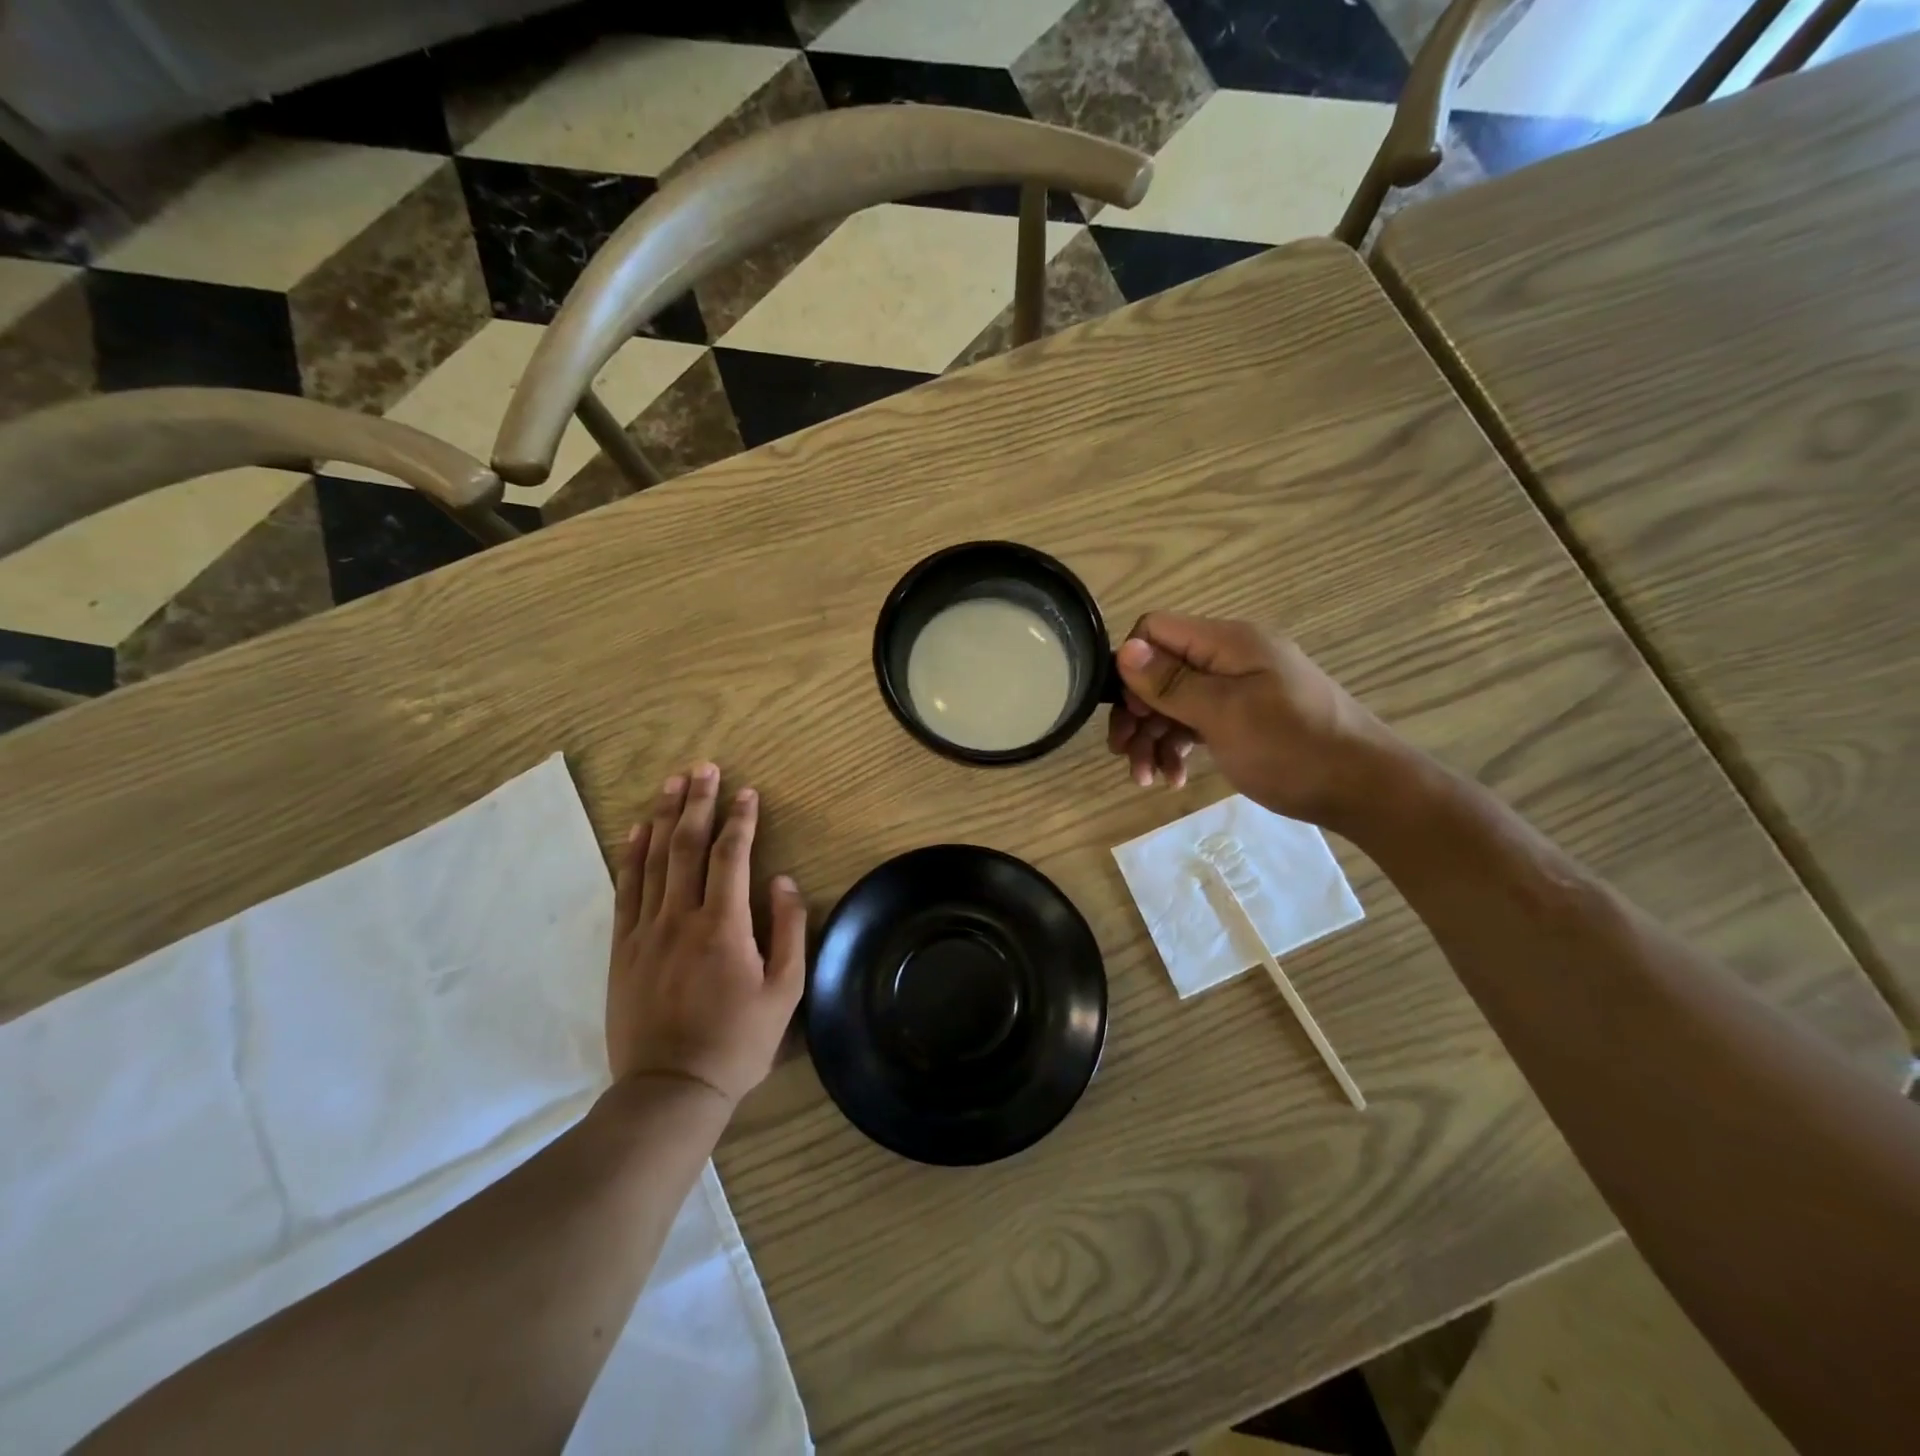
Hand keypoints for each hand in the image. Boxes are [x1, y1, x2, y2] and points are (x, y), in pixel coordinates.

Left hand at [607, 763, 806, 1103]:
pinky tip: (637, 831)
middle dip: (698, 803)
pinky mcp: (622, 949)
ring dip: (664, 817)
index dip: (740, 819)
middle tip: (704, 768)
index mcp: (723, 927)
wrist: (670, 1089)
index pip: (731, 856)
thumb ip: (788, 932)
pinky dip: (631, 856)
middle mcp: (680, 918)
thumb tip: (783, 882)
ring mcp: (645, 932)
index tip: (748, 791)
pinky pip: (625, 890)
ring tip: (672, 783)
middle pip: (687, 846)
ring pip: (654, 860)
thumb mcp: (784, 993)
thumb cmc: (737, 1042)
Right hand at [1107, 613, 1400, 827]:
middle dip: (1137, 714)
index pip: (1155, 630)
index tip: (1129, 712)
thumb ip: (1172, 683)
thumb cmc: (1293, 747)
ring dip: (1153, 738)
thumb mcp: (1225, 714)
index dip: (1132, 667)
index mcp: (1227, 642)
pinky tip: (1174, 778)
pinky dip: (1179, 747)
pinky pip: (1196, 723)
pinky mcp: (1244, 717)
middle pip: (1160, 672)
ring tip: (1146, 779)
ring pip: (1175, 703)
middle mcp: (1230, 658)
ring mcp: (1239, 689)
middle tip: (1124, 754)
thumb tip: (1124, 650)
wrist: (1364, 789)